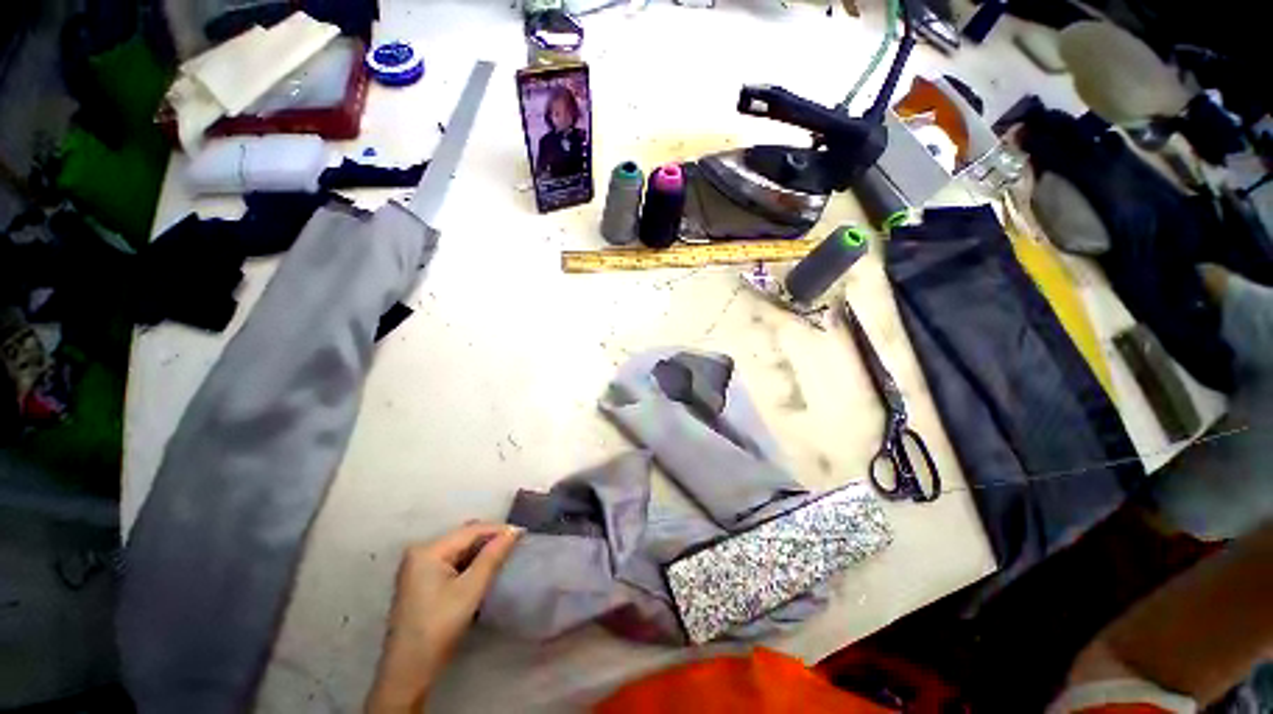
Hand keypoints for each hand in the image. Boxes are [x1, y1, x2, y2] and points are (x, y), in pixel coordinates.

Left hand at [366, 522, 522, 712]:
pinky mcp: (421, 579)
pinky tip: (485, 568)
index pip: (471, 530)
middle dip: (491, 538)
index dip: (499, 530)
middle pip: (464, 536)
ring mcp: (418, 566)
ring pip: (459, 548)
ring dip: (482, 550)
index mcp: (428, 550)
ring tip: (505, 554)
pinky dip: (470, 561)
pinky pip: (452, 559)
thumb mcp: (470, 590)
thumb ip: (492, 556)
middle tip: (516, 545)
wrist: (408, 672)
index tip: (524, 534)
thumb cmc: (438, 628)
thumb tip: (513, 531)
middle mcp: (420, 551)